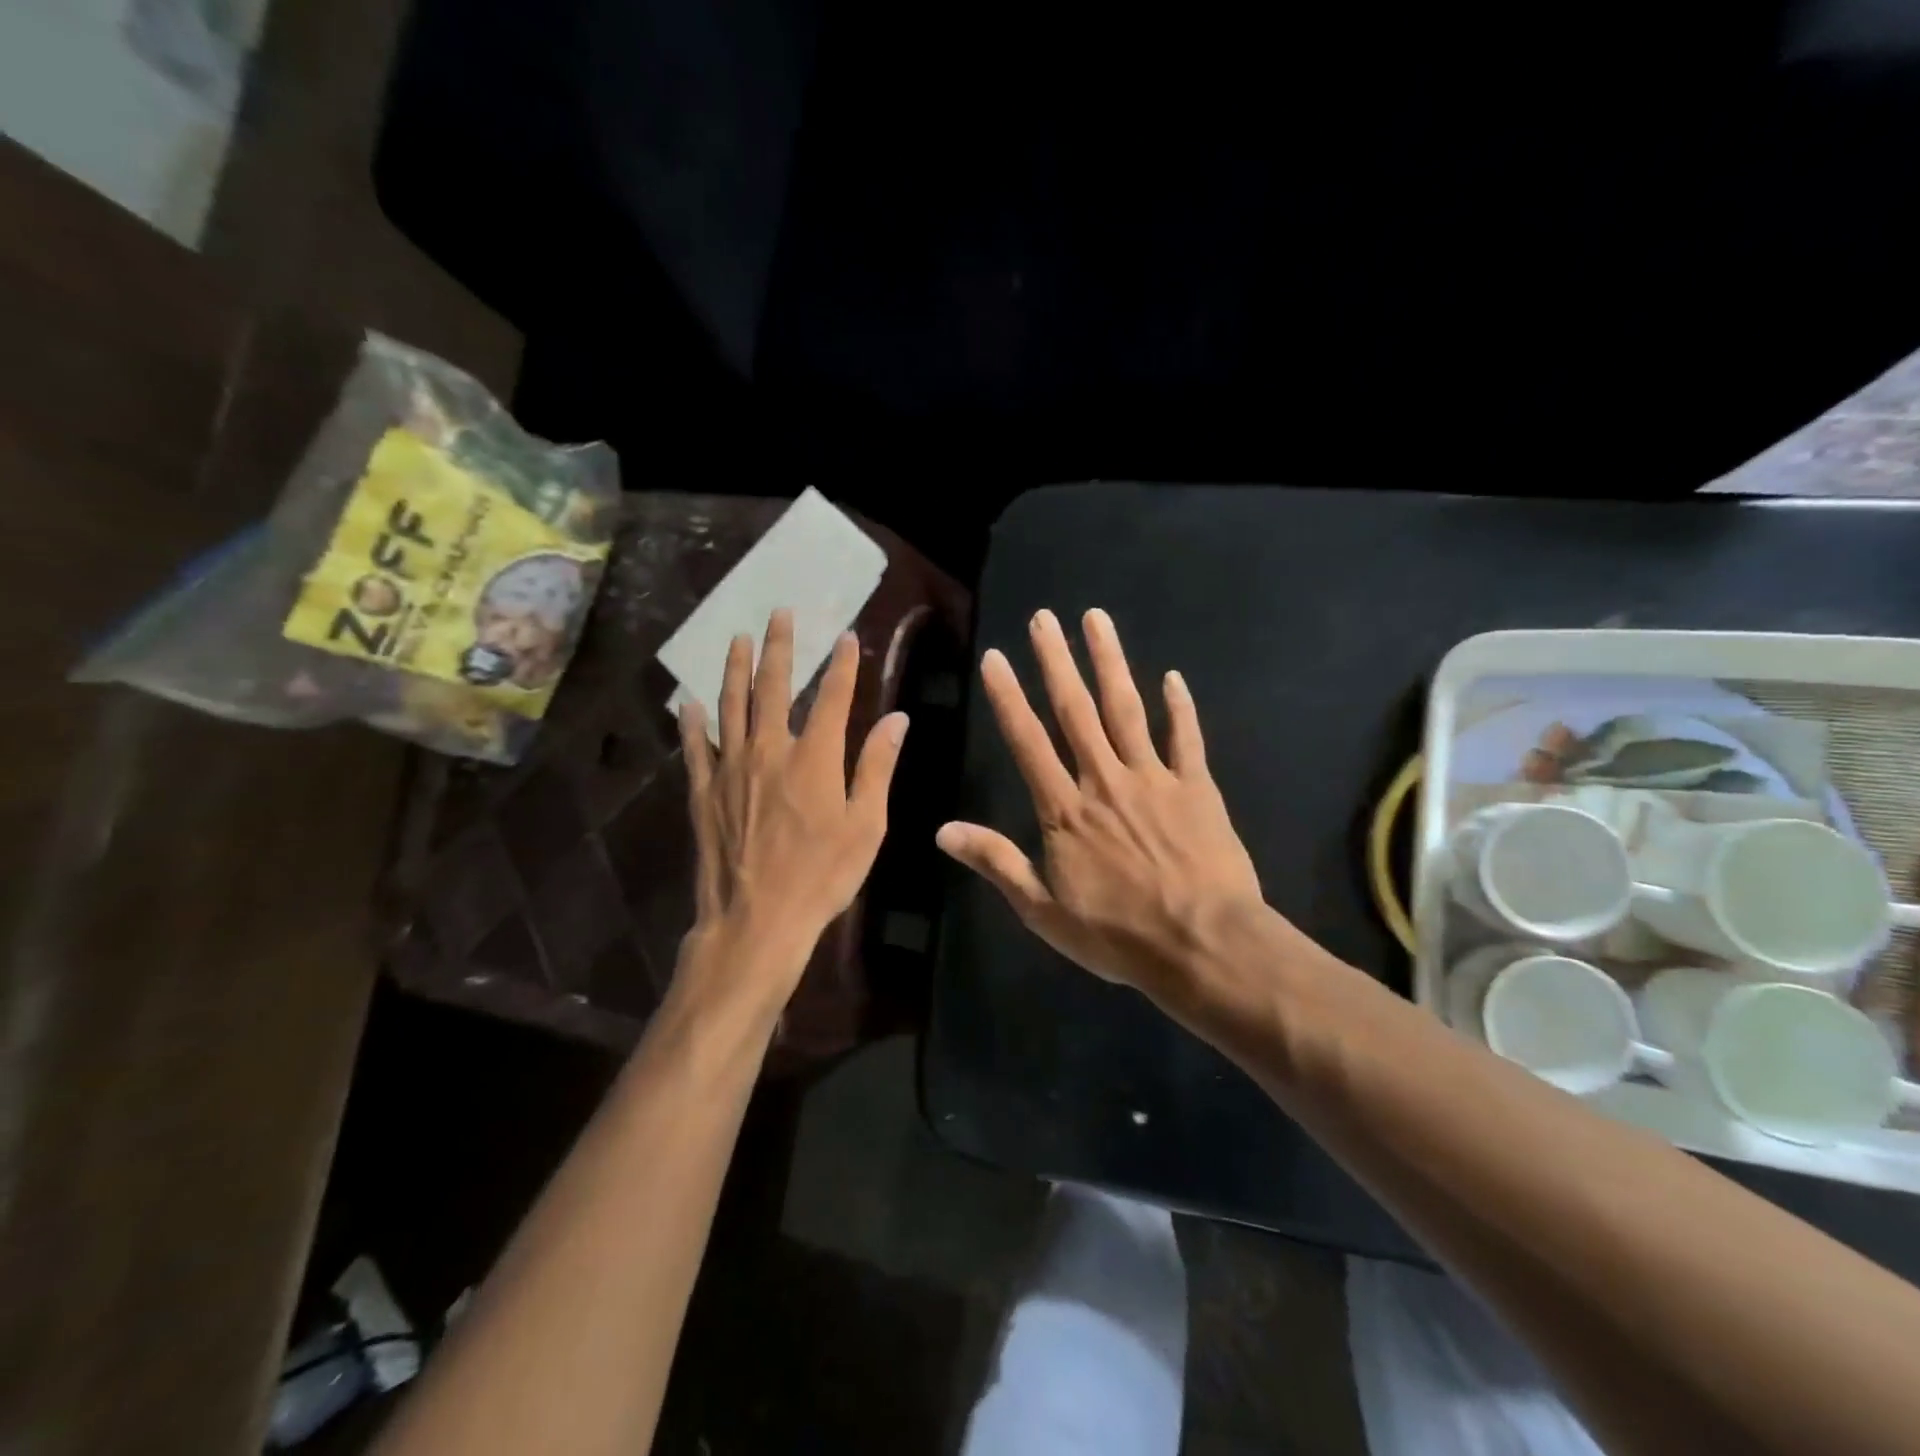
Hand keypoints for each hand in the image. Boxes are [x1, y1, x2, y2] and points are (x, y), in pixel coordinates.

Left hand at [675, 609, 907, 1018]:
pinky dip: (692, 722)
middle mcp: (770, 749)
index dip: (843, 664)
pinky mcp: (702, 791)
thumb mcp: (866, 826)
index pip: (834, 697)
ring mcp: (731, 768)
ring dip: (735, 669)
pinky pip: (695, 747)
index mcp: (815, 757)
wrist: (757, 920)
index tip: (847, 637)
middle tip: (781, 614)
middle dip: (781, 647)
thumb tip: (898, 719)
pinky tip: (689, 703)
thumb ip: (877, 767)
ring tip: (737, 639)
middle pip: (775, 686)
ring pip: (731, 705)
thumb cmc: (822, 876)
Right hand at [936, 607, 1263, 1005]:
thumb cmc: (1118, 934)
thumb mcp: (1043, 910)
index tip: (996, 657)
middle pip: (1077, 710)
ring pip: (1127, 709)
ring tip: (1096, 620)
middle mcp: (1105, 780)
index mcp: (1065, 809)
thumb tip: (942, 830)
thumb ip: (996, 862)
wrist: (1203, 945)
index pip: (1029, 741)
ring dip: (1110, 662)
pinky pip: (1187, 738)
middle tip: (1045, 617)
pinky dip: (1180, 707)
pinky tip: (1173, 677)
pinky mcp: (1197, 788)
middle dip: (1057, 661)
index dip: (1009, 697)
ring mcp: (1154, 779)